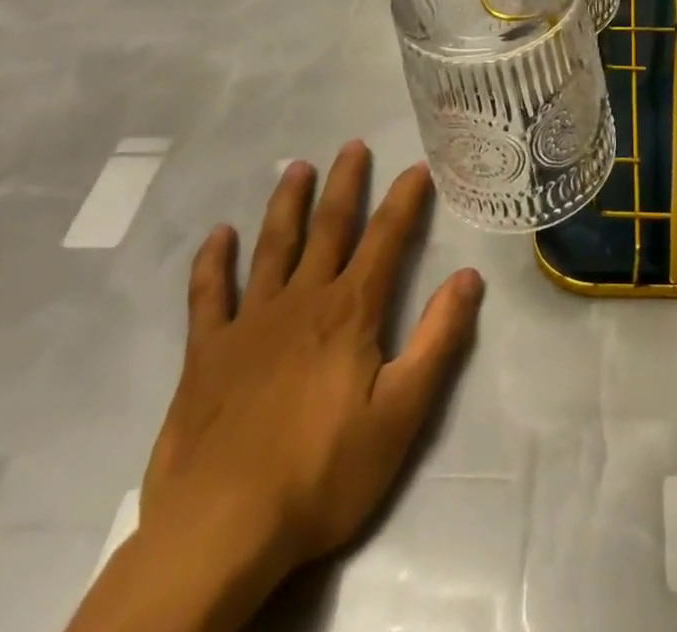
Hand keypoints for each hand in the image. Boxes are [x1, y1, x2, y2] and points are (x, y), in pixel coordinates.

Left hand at [108, 143, 482, 630]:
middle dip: (345, 184)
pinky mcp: (207, 353)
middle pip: (328, 227)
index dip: (404, 200)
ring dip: (287, 204)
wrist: (221, 531)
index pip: (386, 239)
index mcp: (350, 311)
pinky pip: (209, 295)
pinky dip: (213, 262)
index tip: (417, 167)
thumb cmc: (322, 474)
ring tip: (297, 167)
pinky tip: (218, 235)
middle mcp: (302, 300)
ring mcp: (250, 322)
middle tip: (352, 145)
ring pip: (273, 247)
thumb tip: (469, 276)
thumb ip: (437, 340)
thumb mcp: (401, 414)